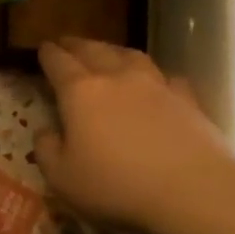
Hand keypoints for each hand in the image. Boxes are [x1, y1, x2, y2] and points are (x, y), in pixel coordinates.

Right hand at [33, 37, 234, 233]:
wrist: (191, 190)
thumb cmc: (116, 186)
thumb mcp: (62, 178)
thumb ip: (47, 150)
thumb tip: (45, 131)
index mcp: (80, 92)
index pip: (58, 62)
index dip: (48, 54)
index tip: (42, 47)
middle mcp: (117, 77)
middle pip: (93, 50)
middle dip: (77, 45)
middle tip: (68, 43)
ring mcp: (156, 85)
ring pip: (130, 56)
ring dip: (114, 51)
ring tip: (108, 53)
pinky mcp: (187, 99)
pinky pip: (167, 78)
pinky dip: (156, 76)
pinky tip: (157, 83)